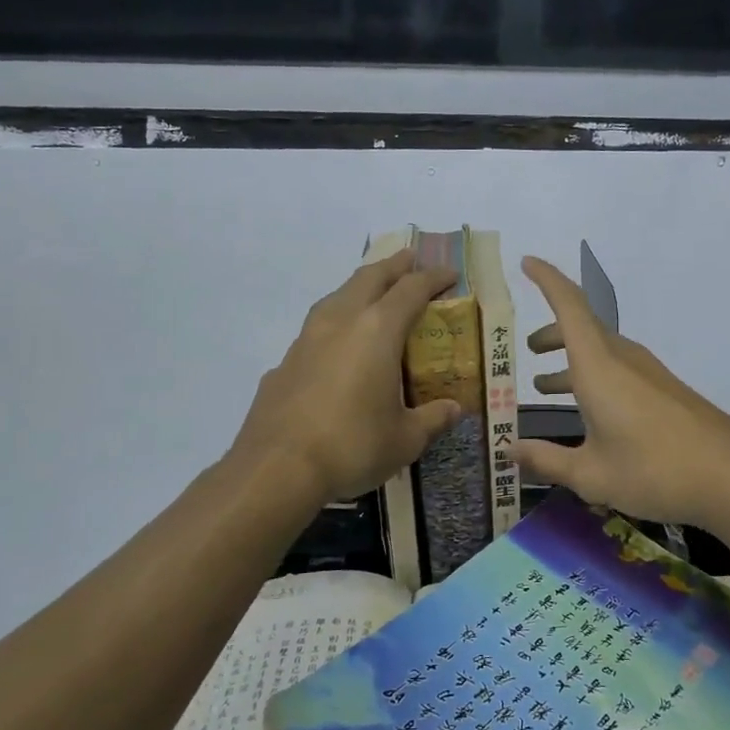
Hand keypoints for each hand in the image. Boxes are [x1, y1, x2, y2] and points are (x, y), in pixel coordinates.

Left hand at [232, 251, 463, 503]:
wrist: (276, 469)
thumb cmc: (352, 446)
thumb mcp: (405, 439)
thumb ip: (433, 419)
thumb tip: (454, 408)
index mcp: (377, 331)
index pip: (411, 289)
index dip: (433, 278)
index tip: (450, 274)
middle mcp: (341, 322)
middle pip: (369, 278)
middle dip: (394, 266)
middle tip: (411, 261)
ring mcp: (306, 339)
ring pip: (337, 297)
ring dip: (359, 288)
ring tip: (373, 294)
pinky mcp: (285, 362)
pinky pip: (316, 329)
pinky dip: (336, 324)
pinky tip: (338, 347)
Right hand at [511, 257, 729, 529]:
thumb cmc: (654, 470)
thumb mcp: (591, 475)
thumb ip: (546, 460)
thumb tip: (509, 451)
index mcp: (598, 367)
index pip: (569, 306)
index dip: (546, 280)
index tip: (527, 263)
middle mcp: (623, 359)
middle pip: (582, 329)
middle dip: (552, 334)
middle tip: (529, 350)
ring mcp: (649, 374)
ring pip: (601, 352)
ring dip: (572, 360)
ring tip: (547, 385)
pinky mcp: (665, 391)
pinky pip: (619, 370)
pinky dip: (594, 378)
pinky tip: (592, 415)